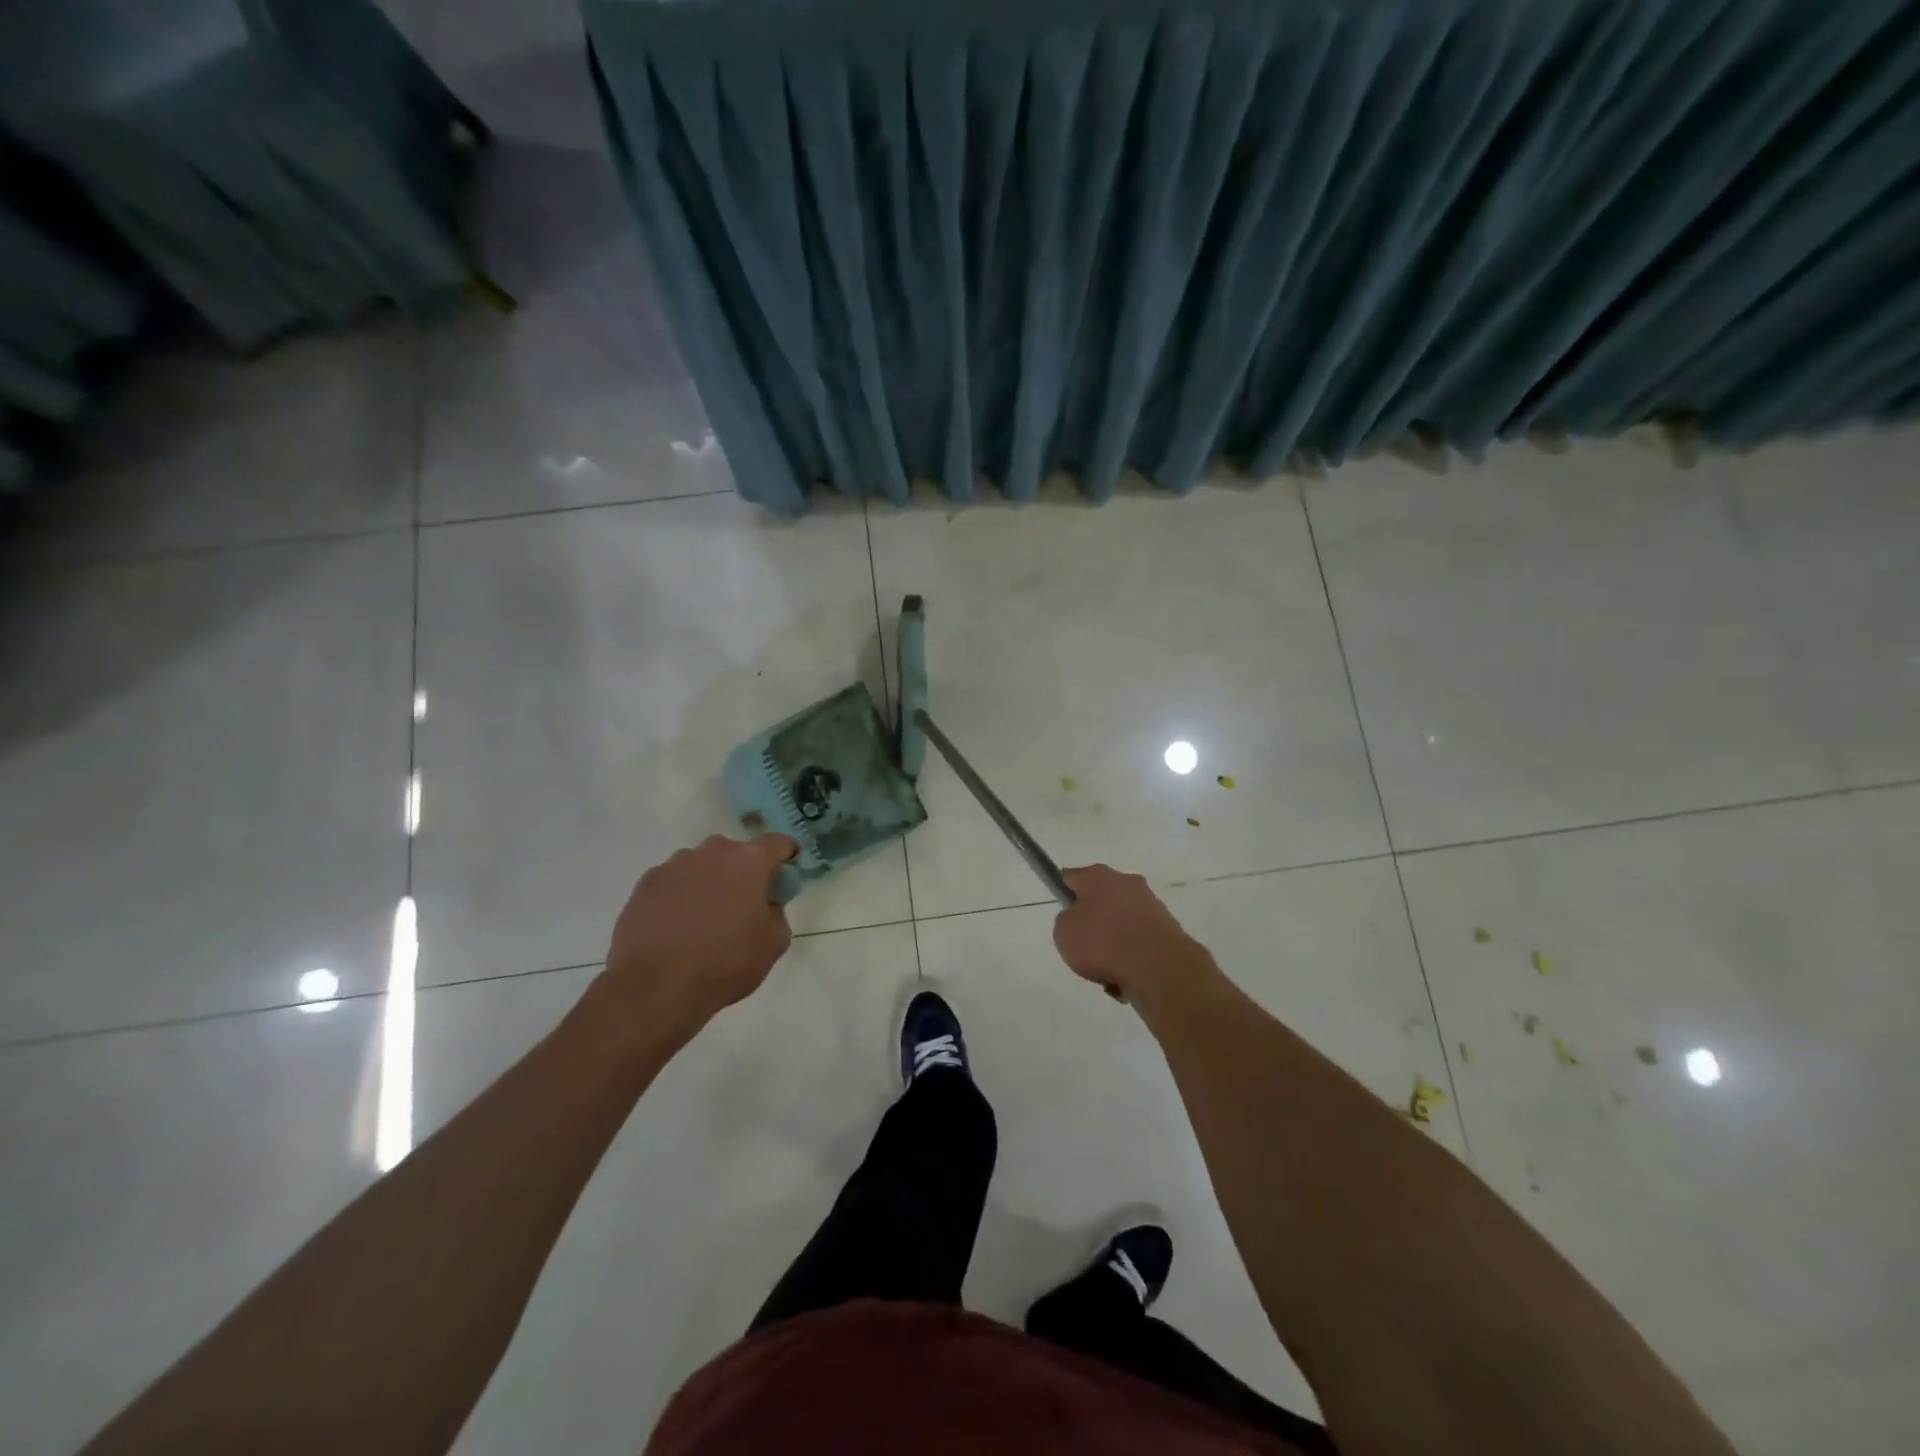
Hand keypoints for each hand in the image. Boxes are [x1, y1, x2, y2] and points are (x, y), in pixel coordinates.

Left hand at [598, 834, 798, 1042]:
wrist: (654, 987)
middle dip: (743, 871)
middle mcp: (712, 852)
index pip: (777, 843)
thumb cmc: (724, 963)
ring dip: (709, 882)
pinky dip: (679, 895)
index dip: (786, 853)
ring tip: (704, 918)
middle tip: (743, 902)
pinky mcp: (646, 883)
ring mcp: (674, 864)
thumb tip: (766, 905)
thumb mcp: (773, 944)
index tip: (787, 867)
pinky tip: (675, 926)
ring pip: (701, 865)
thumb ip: (777, 913)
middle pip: (736, 853)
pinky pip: (673, 882)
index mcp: (750, 861)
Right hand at [1053, 865, 1211, 1007]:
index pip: (1071, 877)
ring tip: (1106, 974)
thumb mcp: (1063, 933)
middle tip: (1083, 948)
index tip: (1061, 910)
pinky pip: (1140, 945)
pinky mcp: (1169, 930)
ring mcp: (1151, 906)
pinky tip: (1126, 980)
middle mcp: (1127, 883)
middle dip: (1093, 923)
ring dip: (1114, 946)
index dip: (1063, 892)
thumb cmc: (1102, 942)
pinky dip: (1132, 960)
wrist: (1157, 967)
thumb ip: (1066, 921)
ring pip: (1122, 926)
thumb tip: (1080, 921)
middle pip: (1101, 901)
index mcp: (1098, 876)